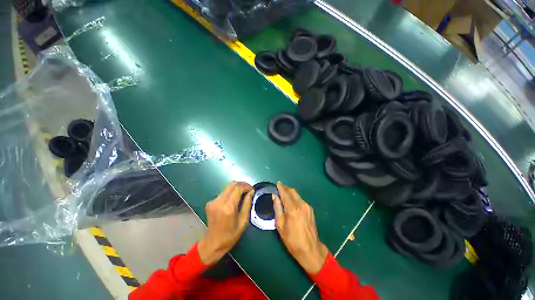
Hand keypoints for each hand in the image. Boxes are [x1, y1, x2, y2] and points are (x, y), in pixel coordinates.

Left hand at [198, 181, 253, 265]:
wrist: (213, 243)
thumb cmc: (231, 235)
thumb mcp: (243, 220)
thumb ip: (247, 203)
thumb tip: (251, 192)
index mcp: (228, 207)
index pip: (238, 188)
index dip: (247, 186)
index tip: (252, 190)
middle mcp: (219, 201)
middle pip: (232, 184)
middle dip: (242, 185)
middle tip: (249, 190)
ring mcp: (213, 201)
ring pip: (227, 187)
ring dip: (237, 188)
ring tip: (243, 195)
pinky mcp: (210, 202)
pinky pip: (223, 193)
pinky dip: (231, 193)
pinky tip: (234, 200)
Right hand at [273, 182, 327, 274]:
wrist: (310, 250)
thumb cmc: (292, 240)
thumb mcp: (280, 225)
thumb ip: (277, 208)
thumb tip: (274, 196)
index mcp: (292, 209)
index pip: (285, 193)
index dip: (281, 187)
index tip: (277, 183)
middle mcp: (301, 205)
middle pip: (293, 191)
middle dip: (286, 188)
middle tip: (280, 188)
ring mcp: (307, 207)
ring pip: (297, 195)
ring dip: (290, 193)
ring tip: (284, 194)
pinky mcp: (311, 210)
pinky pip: (301, 200)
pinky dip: (295, 198)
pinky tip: (292, 202)